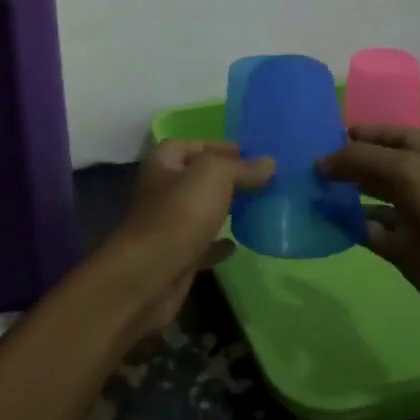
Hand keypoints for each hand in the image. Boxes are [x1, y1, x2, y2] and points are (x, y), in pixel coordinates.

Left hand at [94, 140, 273, 339]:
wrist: (150, 275)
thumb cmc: (179, 214)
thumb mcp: (214, 176)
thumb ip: (241, 167)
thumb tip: (268, 162)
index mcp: (163, 163)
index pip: (192, 144)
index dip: (219, 146)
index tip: (250, 153)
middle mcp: (162, 190)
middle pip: (197, 178)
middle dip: (226, 178)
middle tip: (261, 180)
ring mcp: (167, 225)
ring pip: (200, 211)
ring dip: (223, 209)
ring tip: (256, 207)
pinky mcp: (176, 256)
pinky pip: (202, 244)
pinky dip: (218, 243)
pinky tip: (238, 244)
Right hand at [319, 126, 419, 338]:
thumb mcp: (403, 171)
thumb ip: (359, 159)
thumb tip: (320, 162)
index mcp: (417, 152)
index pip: (377, 133)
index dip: (349, 132)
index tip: (312, 136)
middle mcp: (408, 178)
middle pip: (365, 164)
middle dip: (336, 163)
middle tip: (295, 165)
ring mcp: (403, 213)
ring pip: (360, 197)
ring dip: (334, 195)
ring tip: (299, 191)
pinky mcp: (396, 246)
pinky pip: (362, 230)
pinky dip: (341, 226)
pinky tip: (316, 221)